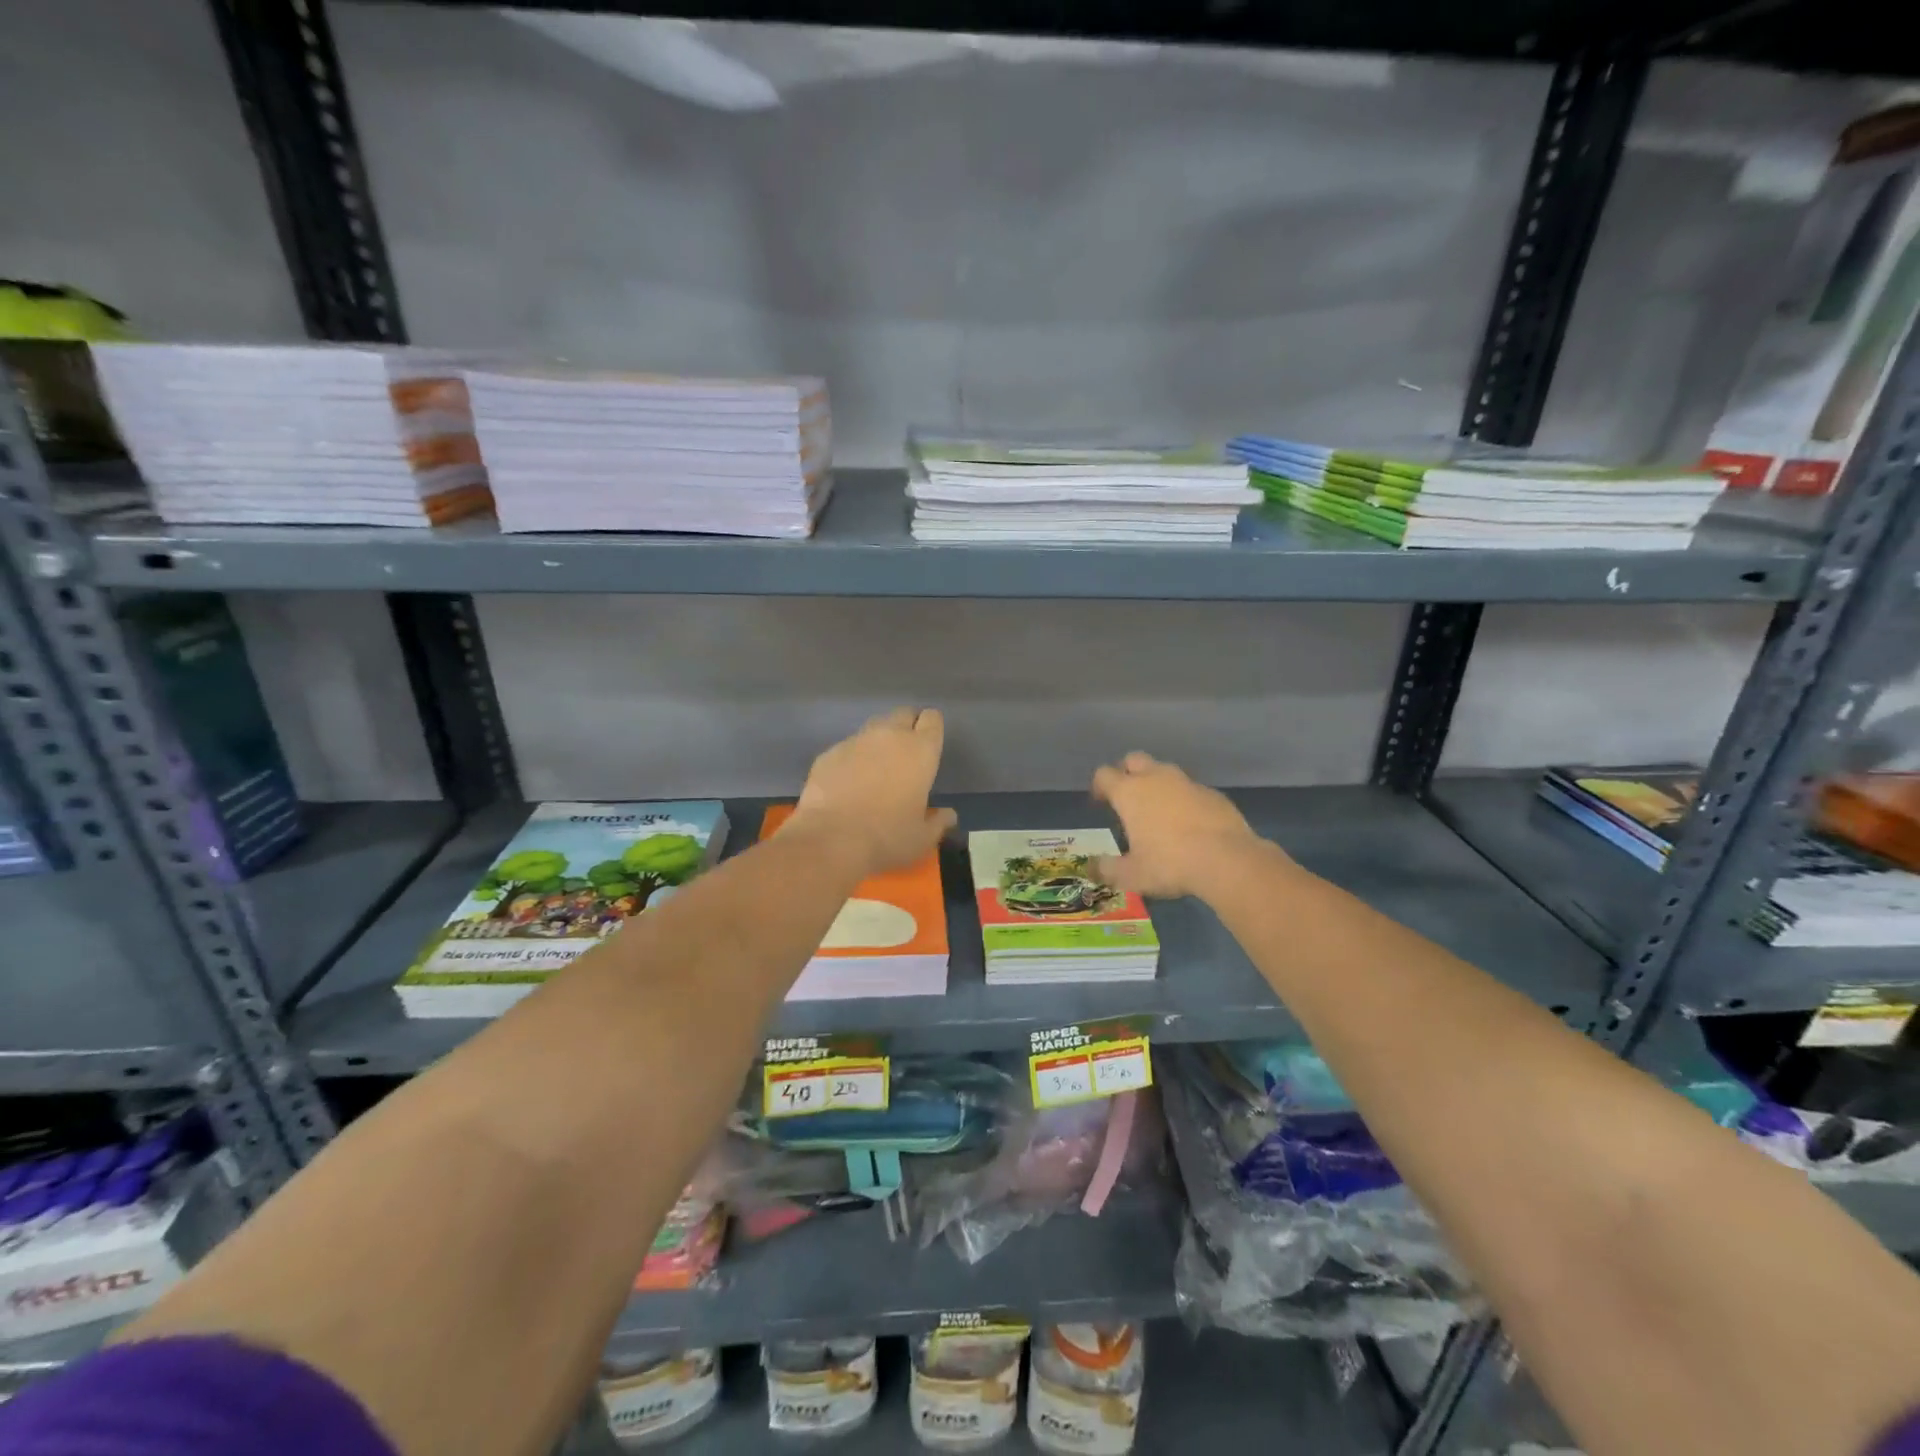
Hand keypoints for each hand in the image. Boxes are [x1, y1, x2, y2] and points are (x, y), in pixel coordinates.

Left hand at [792, 707, 956, 876]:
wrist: (831, 840)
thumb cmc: (887, 837)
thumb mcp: (923, 837)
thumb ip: (938, 821)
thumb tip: (948, 815)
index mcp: (920, 751)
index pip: (932, 719)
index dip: (931, 728)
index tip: (928, 745)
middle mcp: (890, 736)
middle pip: (903, 714)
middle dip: (906, 727)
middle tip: (904, 754)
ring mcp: (856, 741)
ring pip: (873, 727)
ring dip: (878, 740)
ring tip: (875, 768)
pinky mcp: (829, 752)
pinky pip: (847, 747)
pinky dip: (852, 758)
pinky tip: (847, 782)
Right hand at [1091, 751, 1276, 897]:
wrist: (1227, 860)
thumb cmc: (1169, 864)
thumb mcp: (1131, 875)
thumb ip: (1108, 869)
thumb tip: (1094, 867)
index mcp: (1129, 792)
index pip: (1104, 774)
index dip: (1099, 786)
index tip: (1100, 802)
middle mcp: (1156, 778)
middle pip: (1134, 759)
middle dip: (1127, 772)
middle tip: (1127, 797)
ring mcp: (1187, 783)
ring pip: (1165, 771)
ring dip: (1157, 783)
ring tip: (1158, 810)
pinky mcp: (1213, 793)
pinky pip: (1191, 789)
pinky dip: (1184, 799)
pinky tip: (1189, 823)